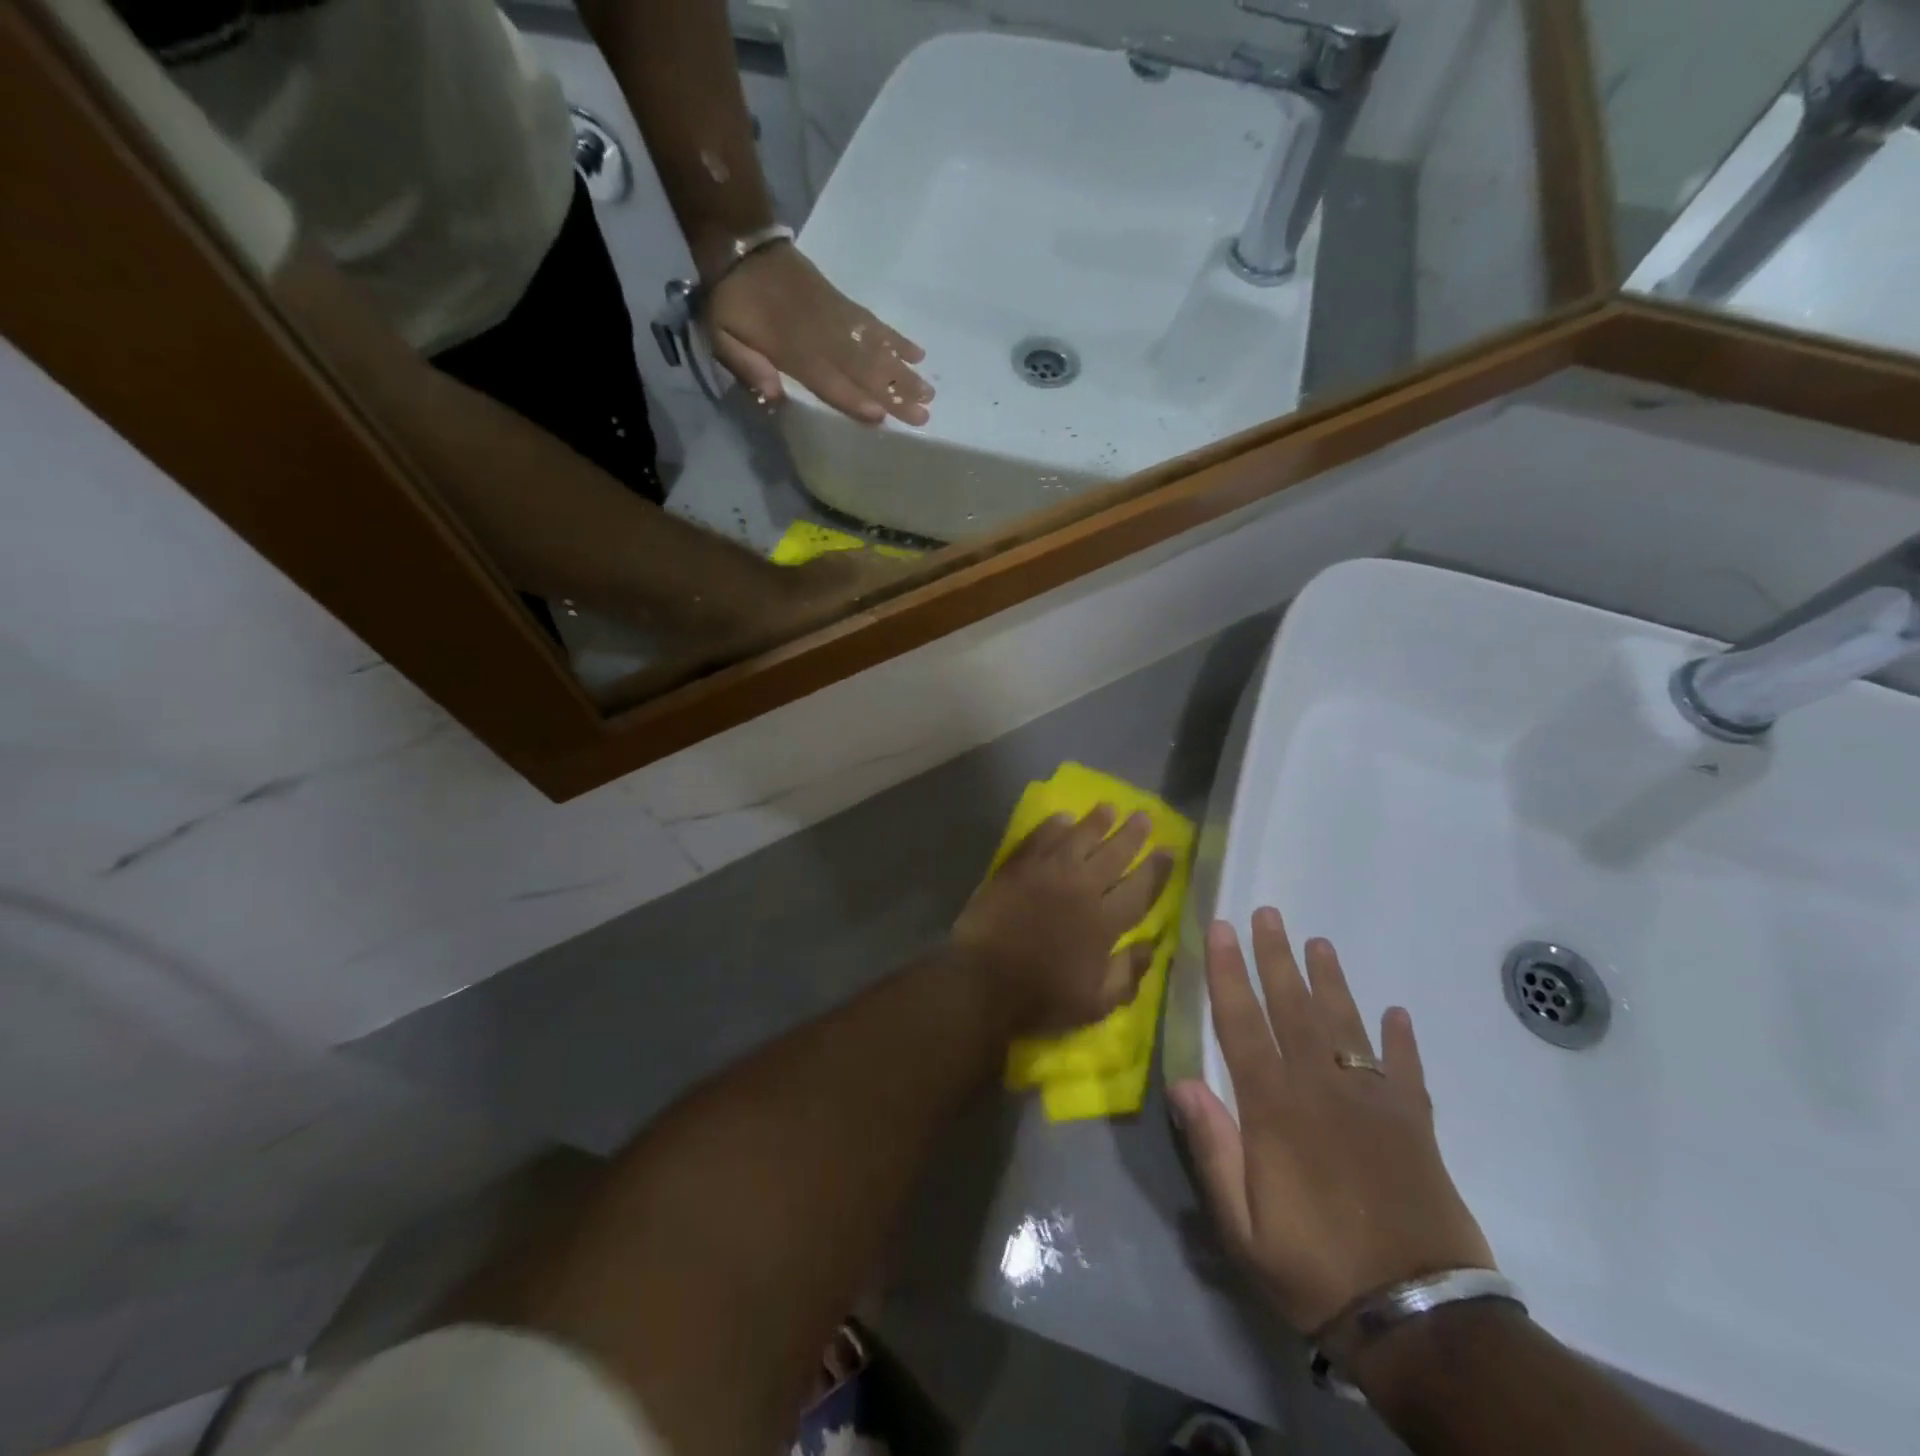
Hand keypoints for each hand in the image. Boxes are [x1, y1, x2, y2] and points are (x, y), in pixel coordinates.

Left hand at [706, 244, 932, 426]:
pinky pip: (876, 324)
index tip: (882, 416)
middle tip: (923, 416)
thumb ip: (746, 366)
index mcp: (794, 351)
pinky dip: (897, 339)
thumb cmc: (731, 301)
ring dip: (904, 373)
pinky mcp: (845, 305)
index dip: (855, 399)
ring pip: (876, 350)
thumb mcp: (720, 336)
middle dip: (894, 394)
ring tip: (929, 392)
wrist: (741, 243)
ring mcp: (839, 319)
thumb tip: (774, 396)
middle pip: (864, 371)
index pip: (831, 381)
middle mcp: (824, 337)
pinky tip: (918, 353)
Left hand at [949, 806, 1174, 1038]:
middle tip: (1144, 816)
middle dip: (1132, 834)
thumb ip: (1128, 974)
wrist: (981, 982)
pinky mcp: (1017, 868)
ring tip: (1109, 807)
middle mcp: (1081, 889)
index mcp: (1105, 922)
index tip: (1169, 850)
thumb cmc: (1041, 998)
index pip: (1140, 889)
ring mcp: (1047, 873)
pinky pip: (1040, 838)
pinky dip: (1053, 826)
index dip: (1157, 869)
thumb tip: (1152, 945)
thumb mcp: (1096, 1004)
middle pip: (1113, 854)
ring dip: (1096, 822)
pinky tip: (1062, 818)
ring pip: (1078, 838)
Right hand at [1169, 909, 1493, 1334]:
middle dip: (1275, 956)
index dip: (1227, 972)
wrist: (1420, 1319)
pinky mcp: (1415, 1124)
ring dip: (1330, 980)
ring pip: (1345, 1024)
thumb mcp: (1242, 1225)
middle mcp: (1321, 1088)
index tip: (1219, 929)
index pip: (1242, 1022)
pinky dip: (1402, 1039)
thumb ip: (1213, 1148)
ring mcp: (1373, 1102)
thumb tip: (1181, 1080)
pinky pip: (1407, 1069)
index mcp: (1274, 1107)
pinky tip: (1397, 1012)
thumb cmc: (1314, 1268)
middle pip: (1293, 1007)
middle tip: (1268, 913)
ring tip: (1319, 942)